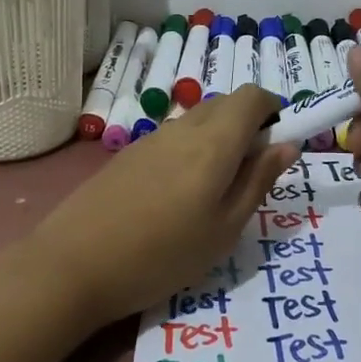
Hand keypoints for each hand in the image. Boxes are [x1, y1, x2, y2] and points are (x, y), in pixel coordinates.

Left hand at [26, 86, 299, 331]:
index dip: (273, 110)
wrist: (73, 265)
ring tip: (212, 193)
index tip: (278, 144)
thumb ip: (259, 181)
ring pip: (198, 120)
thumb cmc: (163, 254)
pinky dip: (191, 150)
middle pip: (226, 103)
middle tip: (249, 175)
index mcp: (215, 141)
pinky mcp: (128, 154)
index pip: (253, 95)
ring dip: (219, 139)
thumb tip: (287, 145)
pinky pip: (173, 137)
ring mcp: (151, 139)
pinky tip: (176, 197)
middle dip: (248, 125)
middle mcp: (183, 128)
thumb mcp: (225, 228)